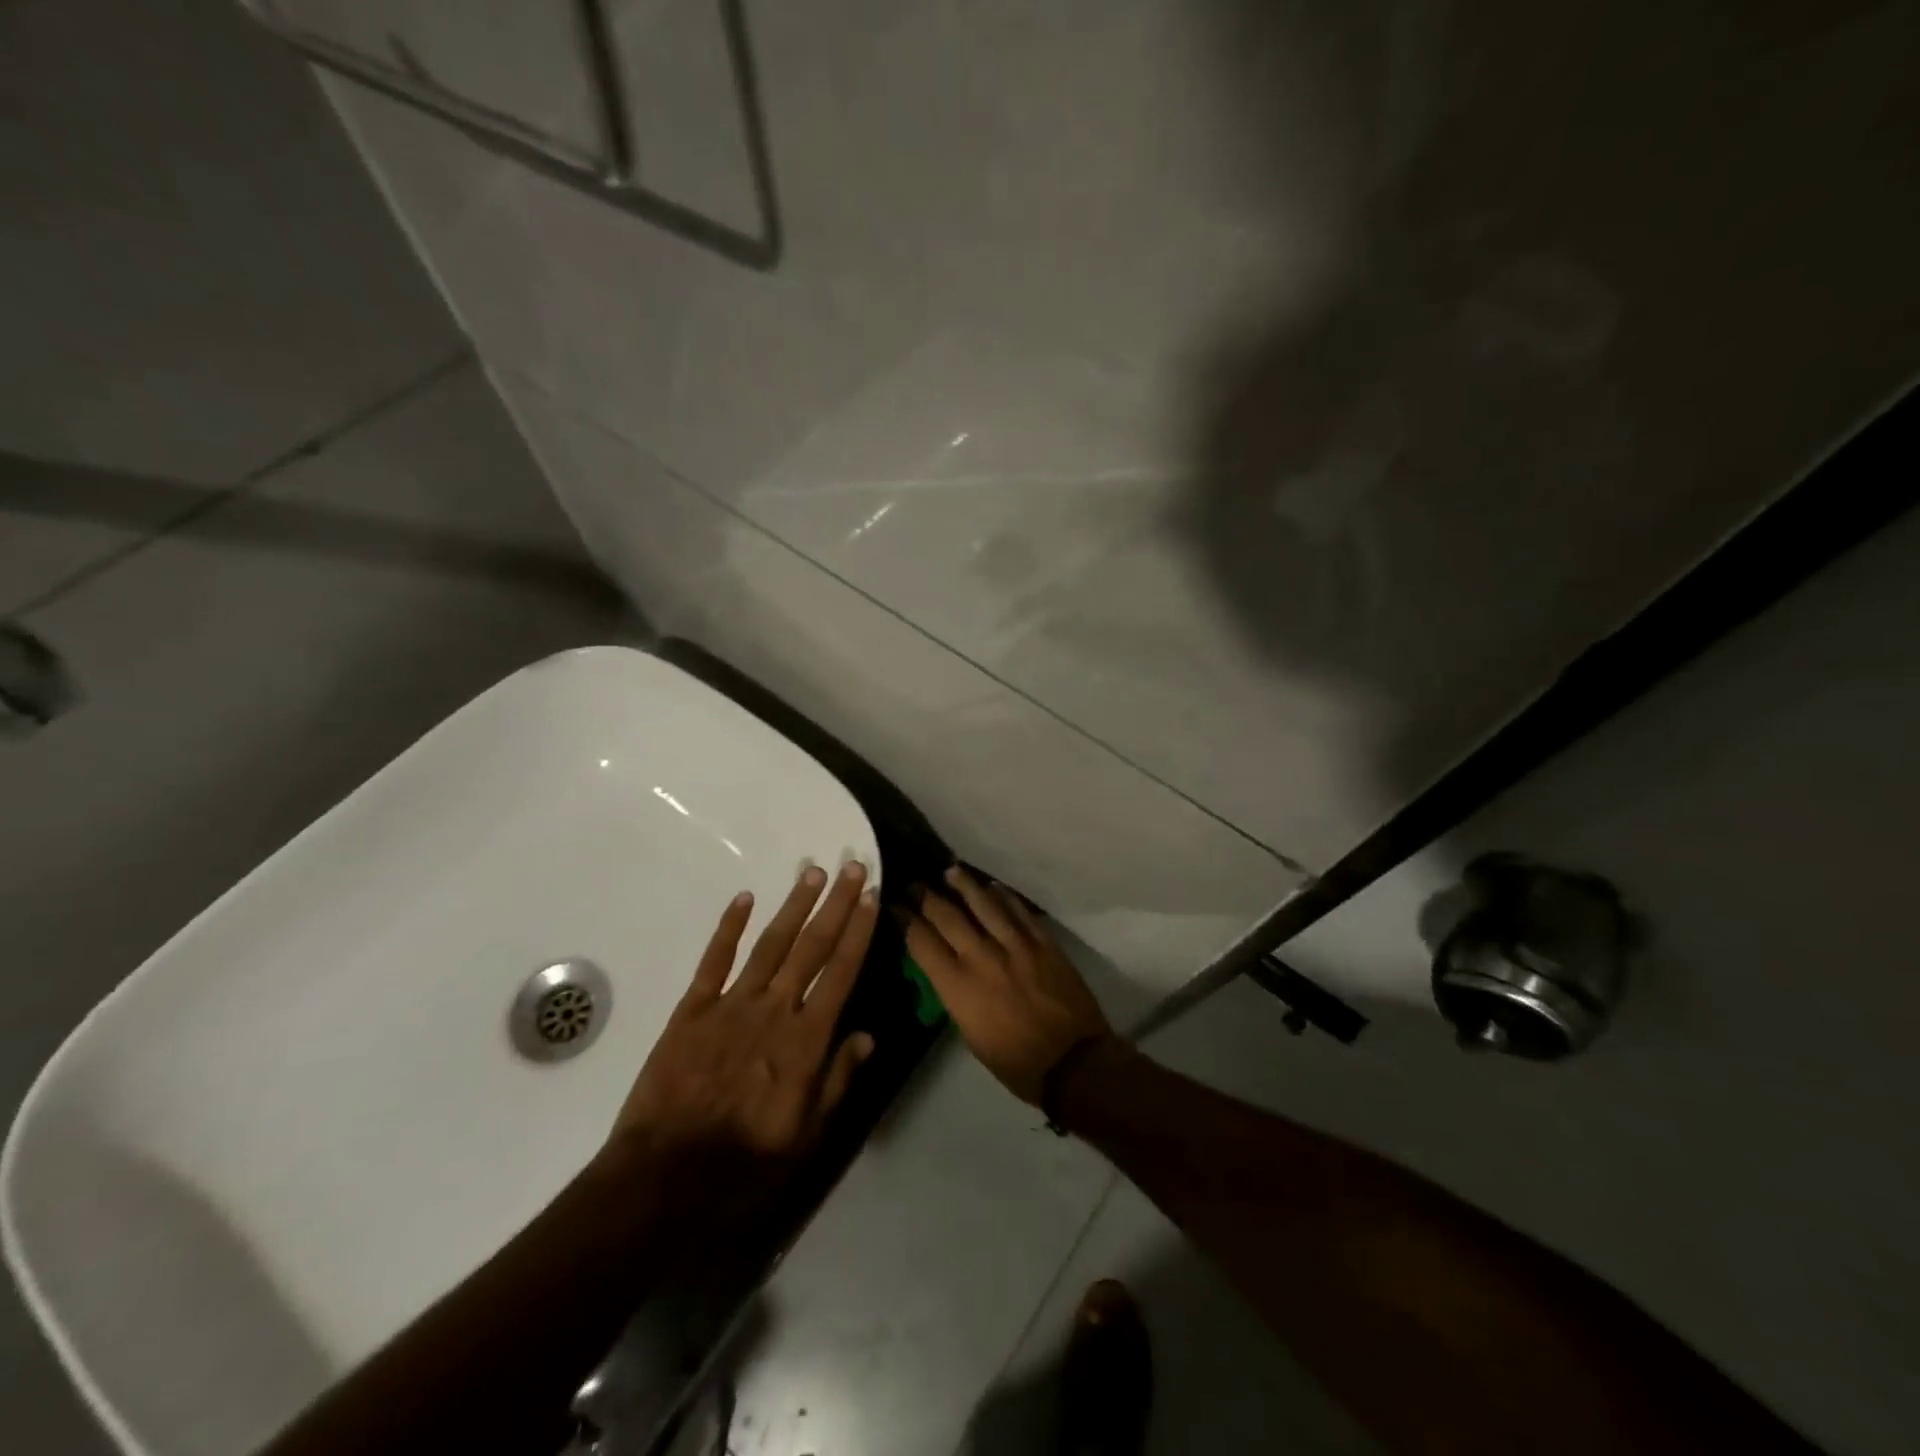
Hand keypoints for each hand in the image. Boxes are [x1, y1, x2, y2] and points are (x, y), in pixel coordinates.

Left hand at [607, 861, 878, 1180]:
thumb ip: (838, 1080)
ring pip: (770, 944)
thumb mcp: (807, 1135)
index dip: (859, 931)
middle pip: (811, 947)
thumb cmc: (746, 1162)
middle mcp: (774, 1010)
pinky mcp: (692, 1010)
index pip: (841, 972)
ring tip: (812, 872)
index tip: (871, 897)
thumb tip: (868, 1035)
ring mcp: (731, 1005)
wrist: (665, 1177)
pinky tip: (743, 898)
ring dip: (793, 906)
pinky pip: (713, 960)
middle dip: (835, 904)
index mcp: (806, 1040)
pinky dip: (728, 927)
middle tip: (851, 866)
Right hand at [903, 866, 1112, 1105]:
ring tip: (951, 871)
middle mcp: (982, 957)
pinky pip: (1020, 911)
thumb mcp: (970, 1034)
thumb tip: (948, 971)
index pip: (922, 942)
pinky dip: (1004, 897)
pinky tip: (994, 887)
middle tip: (914, 884)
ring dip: (964, 885)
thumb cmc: (1015, 1062)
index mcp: (959, 986)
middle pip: (948, 916)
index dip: (904, 920)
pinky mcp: (1044, 943)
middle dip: (926, 896)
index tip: (894, 906)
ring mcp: (1016, 945)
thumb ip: (956, 995)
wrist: (1073, 1063)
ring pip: (985, 904)